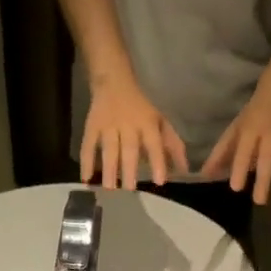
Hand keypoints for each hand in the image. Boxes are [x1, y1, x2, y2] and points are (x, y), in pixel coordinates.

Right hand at [83, 72, 188, 189]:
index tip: (160, 181)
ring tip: (110, 188)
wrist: (113, 81)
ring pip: (109, 148)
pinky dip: (86, 161)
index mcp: (147, 123)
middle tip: (130, 190)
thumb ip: (173, 146)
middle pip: (129, 148)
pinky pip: (88, 144)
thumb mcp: (161, 121)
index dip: (158, 162)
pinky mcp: (92, 126)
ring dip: (109, 168)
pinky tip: (85, 179)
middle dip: (129, 169)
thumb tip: (185, 170)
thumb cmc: (142, 108)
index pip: (154, 144)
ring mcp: (108, 125)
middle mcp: (128, 125)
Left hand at [200, 79, 270, 206]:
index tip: (236, 188)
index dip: (240, 169)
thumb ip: (222, 152)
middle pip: (267, 159)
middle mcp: (270, 136)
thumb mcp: (236, 127)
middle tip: (259, 201)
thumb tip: (205, 174)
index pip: (244, 151)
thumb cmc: (255, 112)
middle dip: (264, 181)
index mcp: (251, 131)